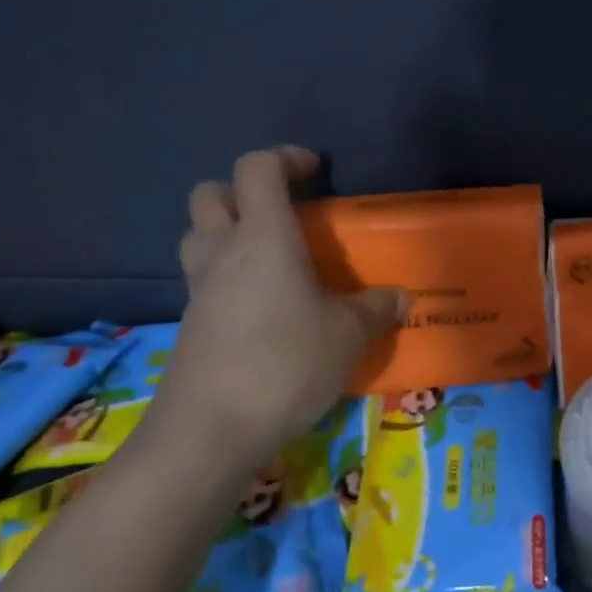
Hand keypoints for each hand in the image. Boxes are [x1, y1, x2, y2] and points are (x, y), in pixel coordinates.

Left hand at [163, 146, 404, 467]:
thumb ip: (376, 308)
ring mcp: (200, 291)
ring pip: (200, 237)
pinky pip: (206, 281)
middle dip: (244, 192)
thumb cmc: (285, 364)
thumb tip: (400, 297)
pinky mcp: (191, 326)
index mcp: (263, 238)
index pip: (256, 169)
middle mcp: (223, 253)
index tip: (316, 172)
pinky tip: (267, 310)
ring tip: (275, 259)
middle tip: (286, 215)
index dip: (285, 158)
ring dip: (230, 233)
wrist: (208, 433)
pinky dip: (231, 278)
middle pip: (211, 195)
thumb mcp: (348, 335)